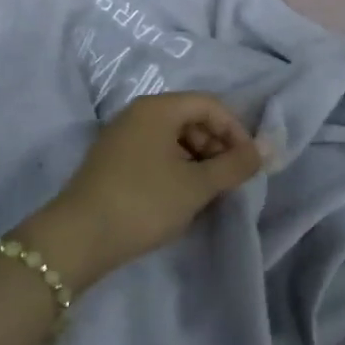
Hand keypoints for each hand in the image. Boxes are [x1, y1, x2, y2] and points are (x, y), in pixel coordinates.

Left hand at [20, 93, 266, 289]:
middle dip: (217, 147)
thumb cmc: (144, 202)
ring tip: (208, 193)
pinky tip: (181, 199)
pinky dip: (176, 170)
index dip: (236, 130)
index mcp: (158, 108)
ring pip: (172, 139)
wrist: (78, 239)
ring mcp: (121, 138)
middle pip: (191, 119)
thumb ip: (234, 166)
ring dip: (198, 161)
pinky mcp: (112, 162)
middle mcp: (137, 114)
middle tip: (229, 181)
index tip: (248, 164)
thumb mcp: (196, 185)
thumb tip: (266, 149)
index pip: (210, 105)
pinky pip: (155, 154)